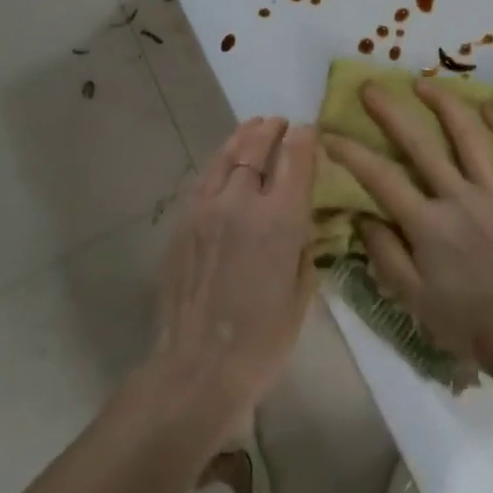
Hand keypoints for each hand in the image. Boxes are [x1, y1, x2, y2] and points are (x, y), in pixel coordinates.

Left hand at [150, 117, 319, 432]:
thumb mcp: (302, 291)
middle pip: (257, 148)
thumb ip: (304, 243)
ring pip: (226, 156)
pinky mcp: (182, 221)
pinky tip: (225, 161)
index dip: (304, 138)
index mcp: (279, 219)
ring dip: (243, 138)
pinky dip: (219, 162)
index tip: (309, 130)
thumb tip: (304, 216)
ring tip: (253, 127)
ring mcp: (206, 208)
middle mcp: (241, 202)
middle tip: (280, 124)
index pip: (295, 158)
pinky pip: (204, 178)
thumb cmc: (263, 341)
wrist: (197, 369)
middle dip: (272, 130)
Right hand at [323, 80, 492, 376]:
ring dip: (444, 104)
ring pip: (468, 136)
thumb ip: (383, 252)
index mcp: (428, 224)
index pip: (380, 178)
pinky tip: (490, 107)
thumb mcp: (411, 297)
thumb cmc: (465, 321)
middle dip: (390, 112)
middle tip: (370, 87)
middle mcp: (459, 198)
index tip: (329, 134)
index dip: (351, 153)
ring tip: (424, 83)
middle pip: (419, 144)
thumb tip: (360, 213)